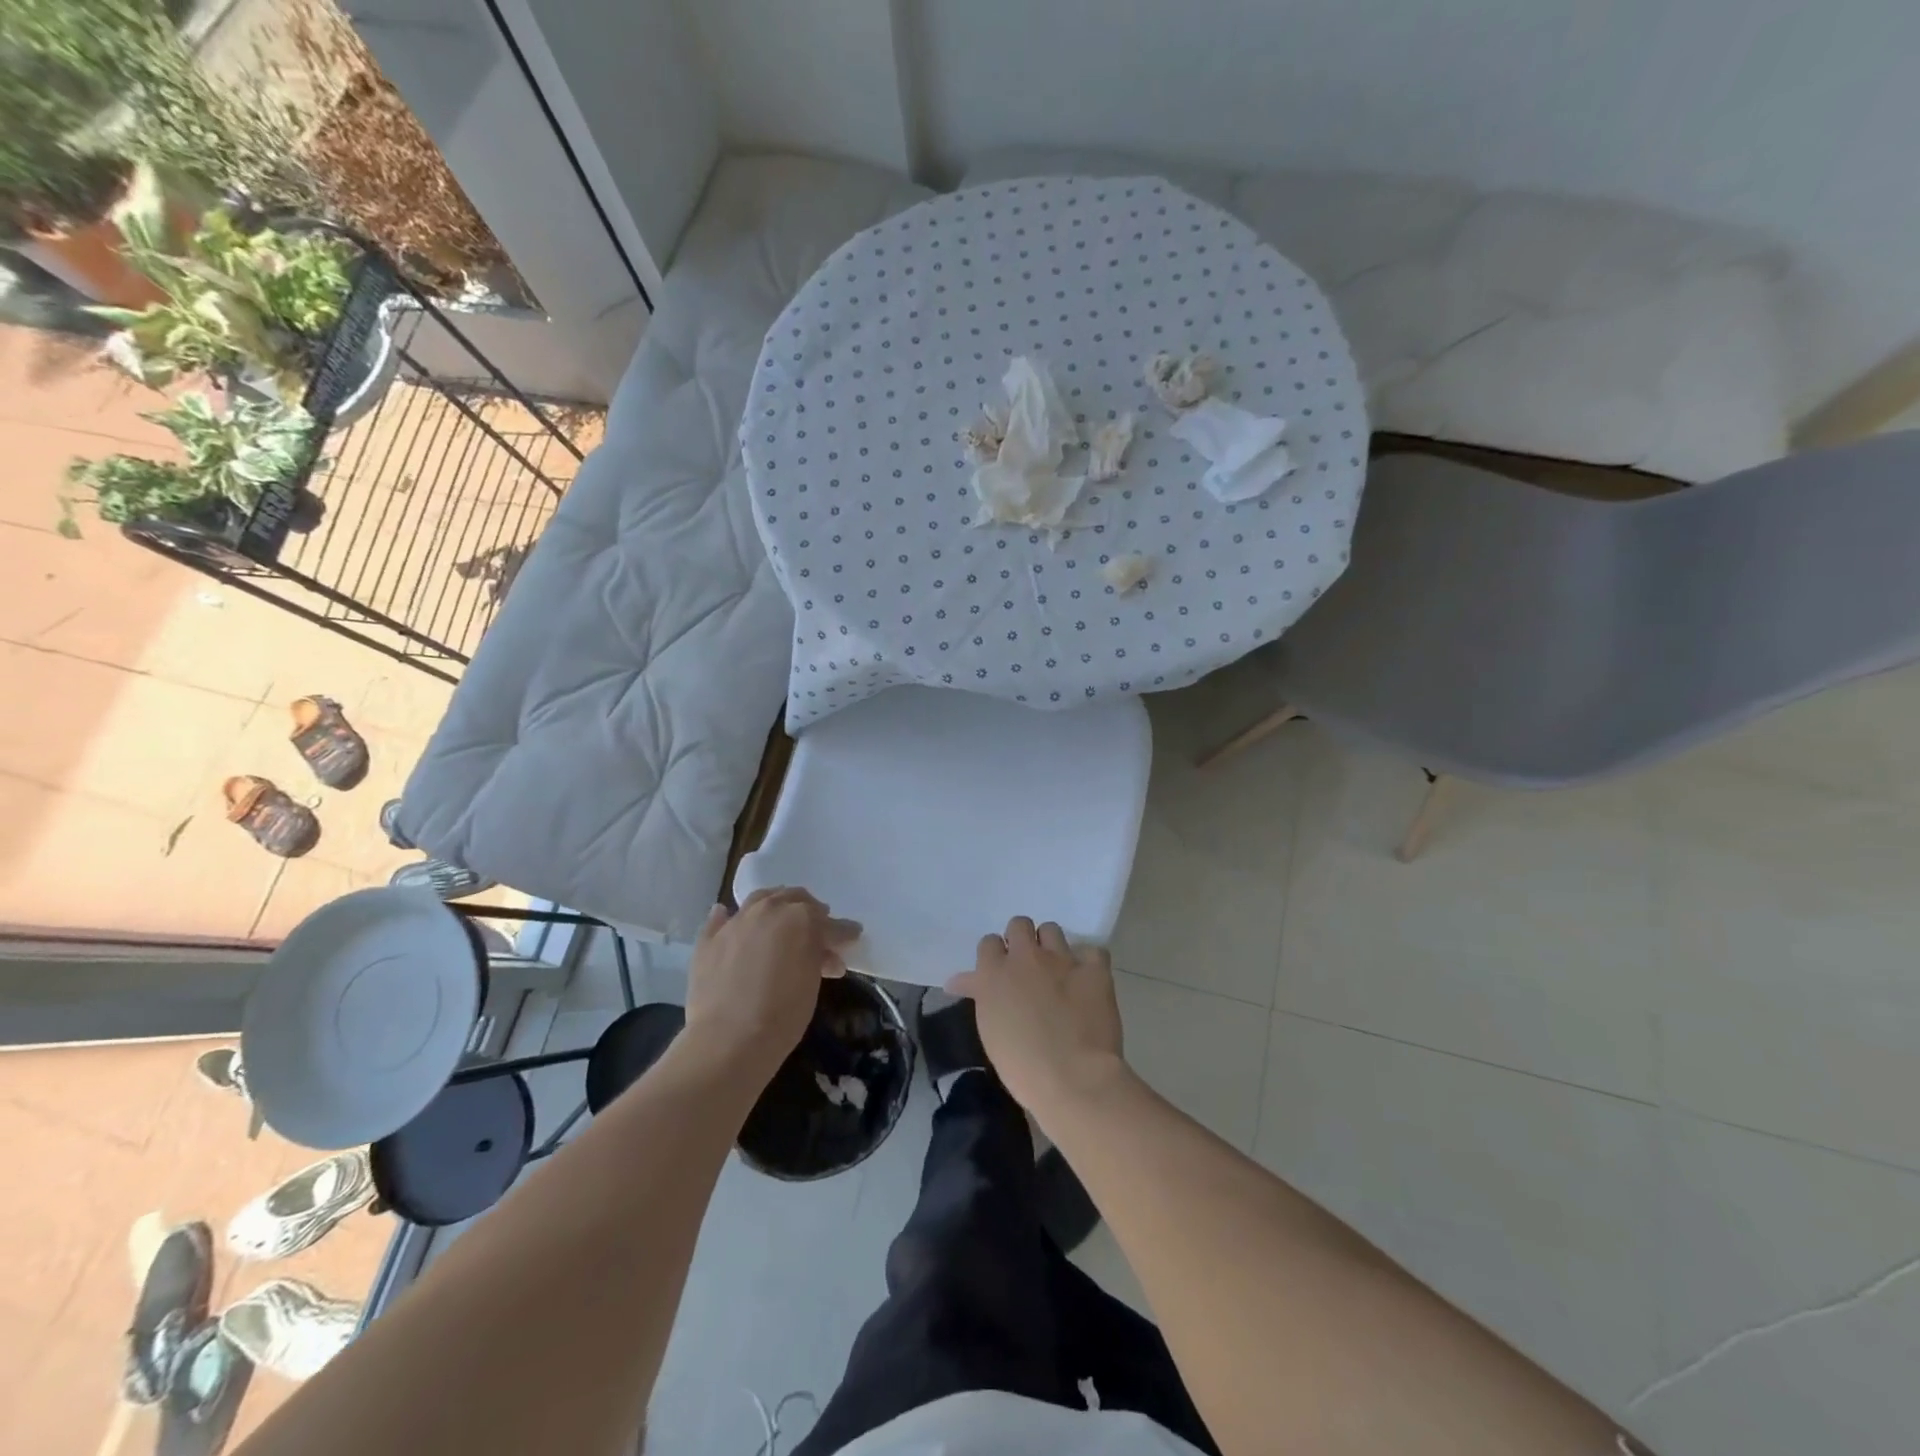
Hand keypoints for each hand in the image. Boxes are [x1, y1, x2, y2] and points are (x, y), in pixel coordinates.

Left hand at [684, 888, 860, 1082]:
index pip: (830, 923)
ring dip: (775, 906)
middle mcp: (769, 910)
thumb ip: (819, 959)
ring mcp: (736, 921)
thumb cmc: (783, 1014)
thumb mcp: (813, 984)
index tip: (852, 938)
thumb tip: (825, 955)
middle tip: (817, 928)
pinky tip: (731, 919)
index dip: (844, 933)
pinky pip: (721, 919)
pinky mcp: (709, 939)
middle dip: (810, 912)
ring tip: (780, 920)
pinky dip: (729, 918)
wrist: (729, 1040)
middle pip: (795, 899)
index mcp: (801, 918)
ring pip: (760, 899)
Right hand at [946, 916, 1126, 1114]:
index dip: (996, 955)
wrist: (1073, 1078)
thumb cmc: (1022, 1065)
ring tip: (1056, 969)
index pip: (989, 942)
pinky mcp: (1094, 968)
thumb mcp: (989, 1028)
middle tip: (1027, 967)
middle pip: (1020, 925)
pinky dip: (1089, 962)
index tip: (1001, 973)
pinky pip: (1092, 951)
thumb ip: (980, 995)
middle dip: (1022, 941)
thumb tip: (957, 981)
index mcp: (995, 972)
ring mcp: (1062, 959)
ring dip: (1051, 946)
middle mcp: (1026, 957)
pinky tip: (1087, 979)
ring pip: (1052, 930)